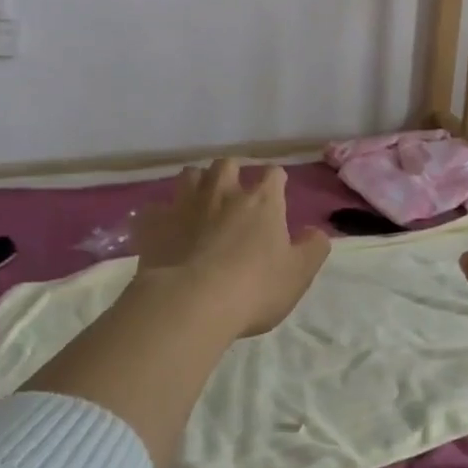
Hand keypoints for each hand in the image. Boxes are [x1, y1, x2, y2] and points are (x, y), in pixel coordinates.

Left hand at [132, 159, 329, 337]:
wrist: (191, 303)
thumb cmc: (254, 288)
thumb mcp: (298, 274)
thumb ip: (313, 248)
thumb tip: (315, 232)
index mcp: (261, 201)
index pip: (274, 175)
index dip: (276, 182)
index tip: (277, 195)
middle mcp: (222, 193)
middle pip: (227, 164)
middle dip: (232, 173)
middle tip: (234, 194)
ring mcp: (184, 205)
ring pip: (189, 176)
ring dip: (196, 185)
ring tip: (199, 204)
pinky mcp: (153, 224)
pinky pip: (153, 210)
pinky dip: (160, 217)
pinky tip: (163, 231)